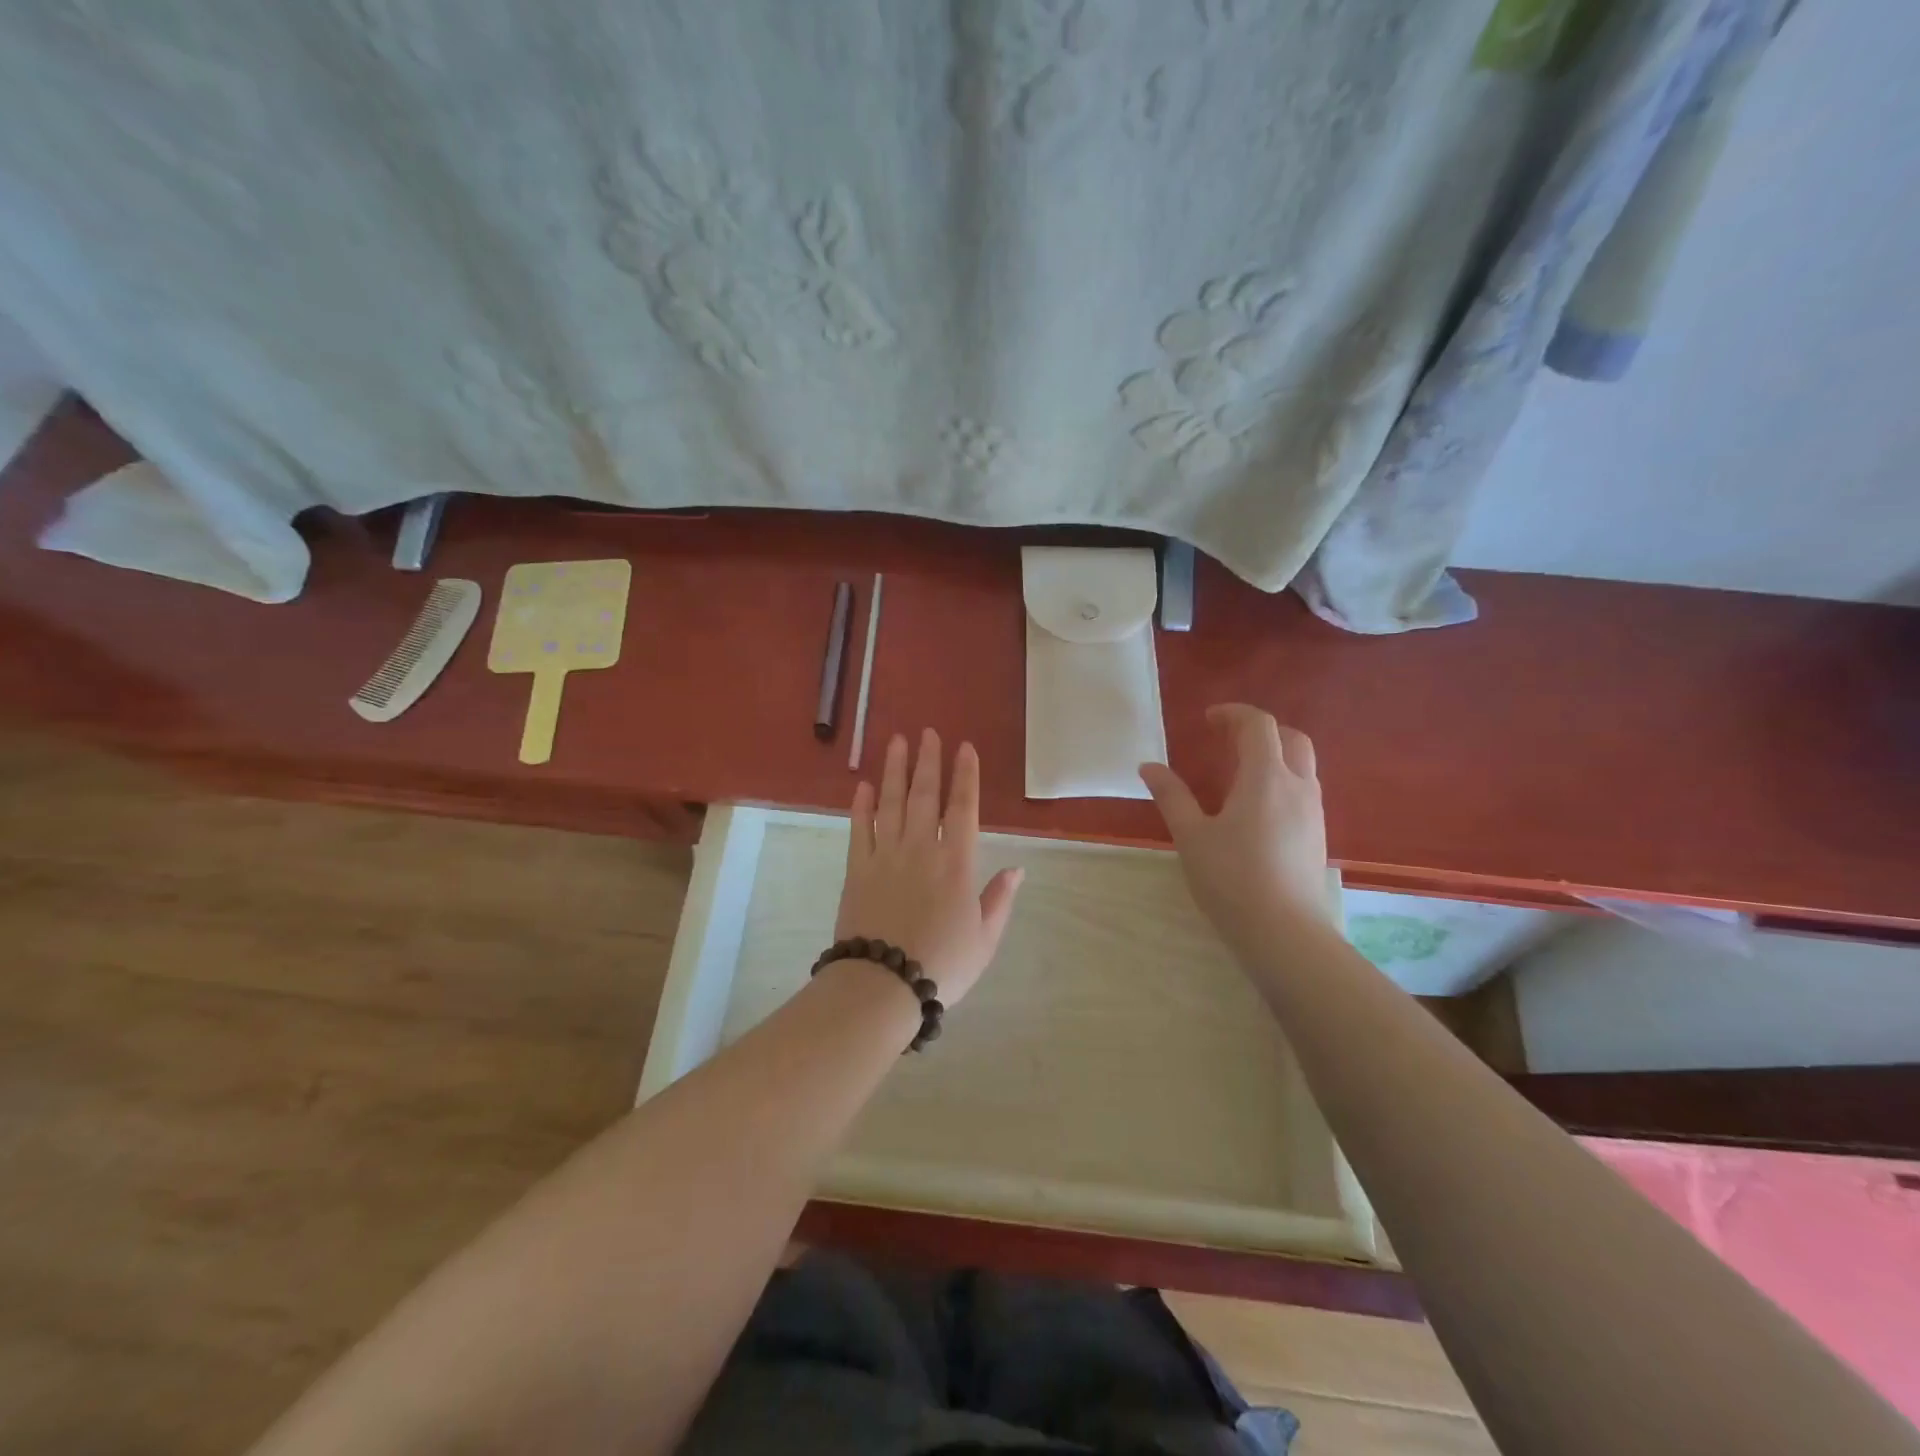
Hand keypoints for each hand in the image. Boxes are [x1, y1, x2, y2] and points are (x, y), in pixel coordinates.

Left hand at [835, 729, 1023, 1005]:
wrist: (883, 984)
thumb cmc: (942, 964)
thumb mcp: (985, 938)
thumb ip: (1000, 899)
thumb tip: (1018, 868)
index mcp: (957, 863)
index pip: (964, 807)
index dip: (965, 775)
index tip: (964, 748)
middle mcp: (922, 848)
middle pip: (926, 795)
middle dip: (929, 761)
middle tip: (928, 732)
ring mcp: (886, 855)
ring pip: (892, 802)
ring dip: (895, 770)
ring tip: (897, 741)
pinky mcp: (858, 868)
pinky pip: (859, 828)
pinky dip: (861, 805)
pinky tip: (863, 785)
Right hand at [1139, 704, 1330, 941]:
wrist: (1284, 933)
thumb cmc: (1231, 879)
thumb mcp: (1191, 836)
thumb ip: (1171, 796)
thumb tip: (1149, 766)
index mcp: (1265, 777)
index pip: (1259, 725)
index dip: (1234, 714)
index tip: (1208, 720)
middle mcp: (1298, 786)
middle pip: (1291, 738)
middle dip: (1260, 729)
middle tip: (1227, 739)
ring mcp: (1314, 811)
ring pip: (1302, 764)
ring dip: (1274, 754)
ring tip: (1239, 771)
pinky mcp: (1318, 835)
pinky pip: (1304, 790)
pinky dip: (1282, 779)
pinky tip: (1257, 806)